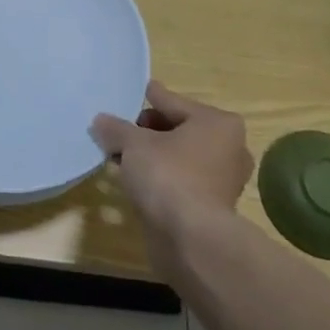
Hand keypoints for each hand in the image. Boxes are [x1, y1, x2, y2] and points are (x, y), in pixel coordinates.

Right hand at [91, 81, 251, 235]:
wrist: (191, 239)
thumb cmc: (168, 176)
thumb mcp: (133, 144)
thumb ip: (116, 129)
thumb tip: (100, 121)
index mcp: (217, 123)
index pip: (174, 102)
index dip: (151, 98)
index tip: (140, 90)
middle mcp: (228, 148)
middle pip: (179, 129)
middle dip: (148, 130)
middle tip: (121, 131)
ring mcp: (223, 180)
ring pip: (179, 157)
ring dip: (153, 155)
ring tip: (121, 155)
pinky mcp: (212, 207)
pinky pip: (180, 180)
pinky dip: (161, 177)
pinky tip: (135, 179)